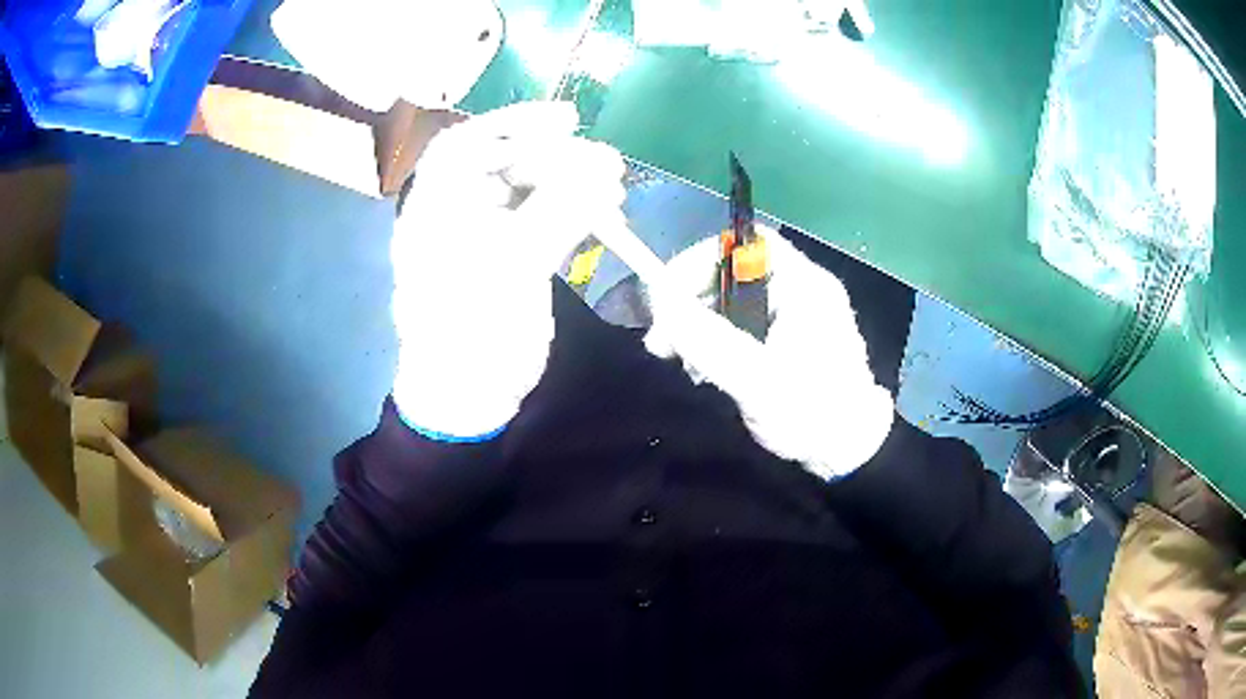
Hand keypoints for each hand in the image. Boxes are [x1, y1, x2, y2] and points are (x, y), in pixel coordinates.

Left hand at [392, 102, 625, 440]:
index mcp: (435, 208)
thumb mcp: (510, 267)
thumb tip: (604, 166)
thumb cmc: (472, 331)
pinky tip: (607, 211)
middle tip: (608, 161)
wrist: (469, 395)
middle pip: (506, 163)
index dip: (514, 122)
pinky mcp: (513, 255)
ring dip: (574, 183)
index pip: (468, 144)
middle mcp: (456, 212)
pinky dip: (576, 210)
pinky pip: (545, 218)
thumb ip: (557, 211)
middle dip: (558, 157)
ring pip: (531, 189)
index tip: (566, 119)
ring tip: (616, 186)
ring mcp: (486, 234)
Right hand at [643, 227, 893, 478]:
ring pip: (732, 299)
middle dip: (691, 297)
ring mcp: (794, 313)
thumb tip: (666, 311)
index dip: (701, 260)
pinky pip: (740, 322)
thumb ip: (712, 345)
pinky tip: (702, 367)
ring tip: (677, 358)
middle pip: (734, 270)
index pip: (747, 243)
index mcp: (804, 286)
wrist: (849, 451)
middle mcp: (800, 289)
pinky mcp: (786, 337)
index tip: (666, 297)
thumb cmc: (812, 414)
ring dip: (698, 321)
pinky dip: (714, 337)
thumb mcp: (759, 383)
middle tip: (662, 339)